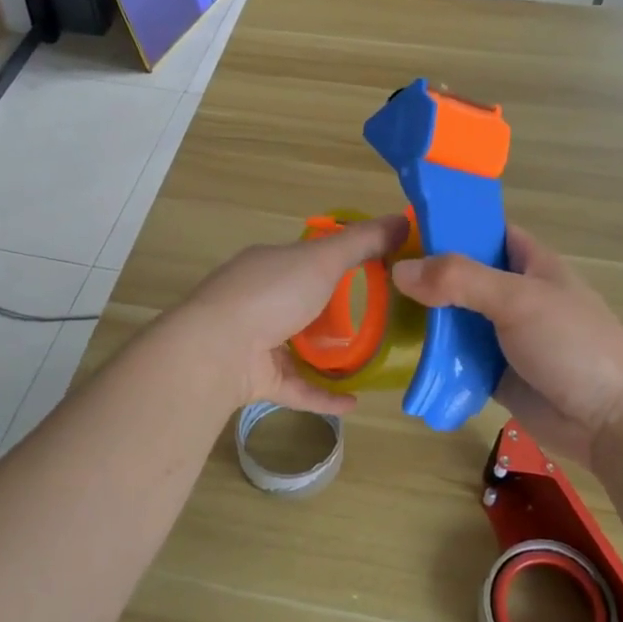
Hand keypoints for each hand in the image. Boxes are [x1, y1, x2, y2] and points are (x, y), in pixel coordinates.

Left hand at [170, 211, 410, 414]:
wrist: (217, 350)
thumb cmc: (271, 294)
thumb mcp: (322, 259)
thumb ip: (363, 242)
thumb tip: (405, 219)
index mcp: (270, 265)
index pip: (307, 258)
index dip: (339, 261)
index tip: (377, 270)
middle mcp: (260, 301)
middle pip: (303, 303)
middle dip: (336, 312)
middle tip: (381, 321)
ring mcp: (256, 342)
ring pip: (298, 348)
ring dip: (330, 356)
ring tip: (370, 362)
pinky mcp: (259, 380)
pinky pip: (298, 388)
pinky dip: (324, 395)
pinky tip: (354, 402)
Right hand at [391, 226, 622, 467]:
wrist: (613, 422)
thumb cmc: (573, 345)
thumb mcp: (518, 300)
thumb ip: (459, 280)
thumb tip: (399, 270)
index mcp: (528, 263)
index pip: (483, 231)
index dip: (447, 225)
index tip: (400, 228)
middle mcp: (513, 294)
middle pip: (460, 276)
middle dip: (424, 276)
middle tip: (374, 275)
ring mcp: (503, 335)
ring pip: (454, 318)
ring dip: (424, 319)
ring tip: (375, 313)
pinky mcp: (494, 372)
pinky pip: (456, 358)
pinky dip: (433, 357)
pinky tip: (399, 354)